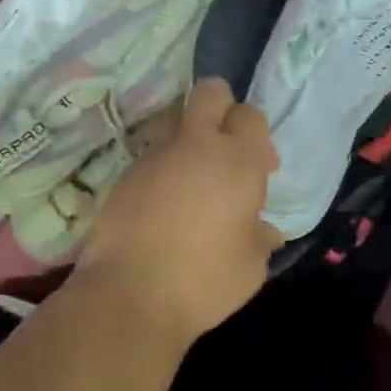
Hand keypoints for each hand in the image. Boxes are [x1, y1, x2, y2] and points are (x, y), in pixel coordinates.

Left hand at [74, 78, 281, 346]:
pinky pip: (153, 158)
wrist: (129, 296)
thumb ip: (260, 238)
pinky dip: (163, 173)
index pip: (250, 115)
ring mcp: (156, 156)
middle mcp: (196, 146)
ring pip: (177, 126)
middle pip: (210, 94)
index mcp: (237, 160)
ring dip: (189, 145)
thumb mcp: (251, 266)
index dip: (256, 134)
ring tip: (192, 188)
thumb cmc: (205, 281)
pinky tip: (164, 210)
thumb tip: (266, 230)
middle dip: (221, 107)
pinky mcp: (125, 175)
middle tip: (225, 148)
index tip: (261, 168)